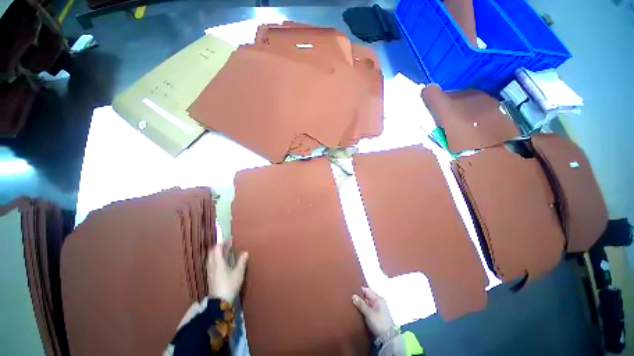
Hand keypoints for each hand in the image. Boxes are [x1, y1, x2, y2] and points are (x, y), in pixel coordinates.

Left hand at [207, 243, 247, 301]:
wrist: (219, 302)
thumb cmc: (230, 285)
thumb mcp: (239, 273)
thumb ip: (241, 261)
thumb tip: (245, 252)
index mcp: (218, 263)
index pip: (217, 248)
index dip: (223, 242)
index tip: (229, 238)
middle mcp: (212, 265)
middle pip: (212, 252)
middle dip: (219, 246)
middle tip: (228, 243)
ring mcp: (210, 271)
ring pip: (211, 258)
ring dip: (217, 252)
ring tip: (226, 251)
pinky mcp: (210, 276)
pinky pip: (211, 263)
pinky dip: (216, 258)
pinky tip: (222, 261)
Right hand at [352, 287, 394, 337]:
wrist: (388, 339)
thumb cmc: (378, 322)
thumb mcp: (368, 313)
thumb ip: (361, 304)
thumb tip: (353, 295)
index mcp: (378, 299)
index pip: (367, 290)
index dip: (359, 290)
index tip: (351, 291)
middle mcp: (379, 302)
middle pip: (367, 296)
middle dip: (359, 297)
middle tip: (350, 298)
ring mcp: (379, 309)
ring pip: (368, 303)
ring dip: (361, 304)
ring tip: (352, 303)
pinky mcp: (378, 315)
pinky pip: (369, 309)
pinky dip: (364, 309)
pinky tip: (358, 310)